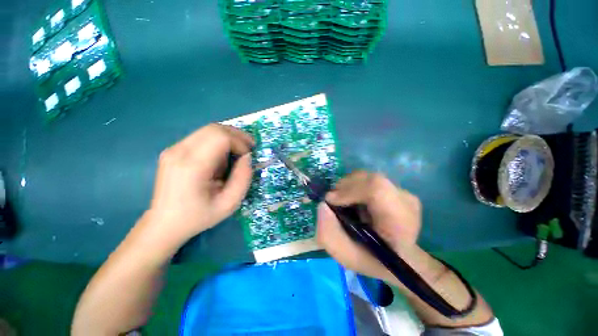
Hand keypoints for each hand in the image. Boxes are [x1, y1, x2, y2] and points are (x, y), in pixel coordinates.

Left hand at [144, 124, 253, 245]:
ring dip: (228, 137)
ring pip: (208, 129)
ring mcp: (173, 149)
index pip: (220, 137)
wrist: (165, 224)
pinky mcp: (173, 150)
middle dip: (237, 135)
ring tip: (237, 153)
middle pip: (214, 128)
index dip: (240, 142)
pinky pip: (202, 136)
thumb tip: (247, 157)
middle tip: (248, 148)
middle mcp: (179, 151)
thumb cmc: (198, 217)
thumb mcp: (229, 204)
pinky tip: (222, 156)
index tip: (248, 156)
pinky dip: (218, 141)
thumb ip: (243, 178)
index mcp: (192, 166)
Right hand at [317, 171, 421, 282]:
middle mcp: (406, 203)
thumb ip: (329, 234)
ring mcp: (403, 192)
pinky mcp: (396, 187)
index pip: (377, 190)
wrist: (398, 256)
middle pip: (370, 179)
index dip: (349, 190)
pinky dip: (353, 185)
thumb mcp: (345, 256)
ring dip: (348, 186)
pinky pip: (368, 178)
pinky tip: (353, 199)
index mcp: (400, 224)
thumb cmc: (373, 260)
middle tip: (333, 202)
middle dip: (344, 187)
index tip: (331, 201)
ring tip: (344, 202)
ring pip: (367, 176)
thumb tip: (323, 205)